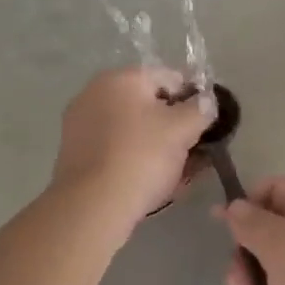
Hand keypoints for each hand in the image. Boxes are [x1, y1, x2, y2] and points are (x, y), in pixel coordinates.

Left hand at [50, 67, 214, 243]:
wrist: (92, 207)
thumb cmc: (142, 156)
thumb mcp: (183, 128)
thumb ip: (201, 108)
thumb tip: (206, 102)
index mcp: (121, 78)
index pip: (170, 78)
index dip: (195, 99)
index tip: (207, 123)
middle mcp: (96, 94)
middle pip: (150, 104)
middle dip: (176, 124)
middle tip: (197, 148)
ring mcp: (82, 125)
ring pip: (134, 129)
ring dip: (160, 144)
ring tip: (182, 170)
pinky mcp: (76, 155)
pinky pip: (117, 148)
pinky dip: (138, 158)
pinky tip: (157, 180)